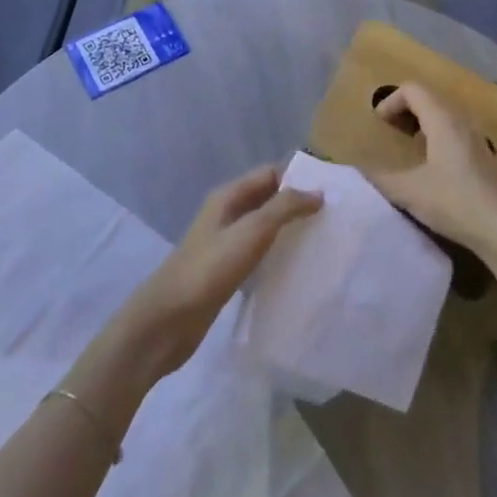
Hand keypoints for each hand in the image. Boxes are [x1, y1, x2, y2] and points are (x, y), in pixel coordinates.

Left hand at [122, 165, 319, 376]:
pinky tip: (294, 268)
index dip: (298, 178)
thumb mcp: (251, 232)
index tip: (329, 193)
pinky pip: (257, 253)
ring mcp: (224, 244)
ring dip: (287, 230)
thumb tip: (317, 192)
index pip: (270, 174)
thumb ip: (284, 208)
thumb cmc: (209, 269)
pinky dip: (276, 254)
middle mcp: (226, 214)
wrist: (166, 322)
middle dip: (296, 204)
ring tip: (319, 241)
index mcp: (228, 196)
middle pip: (267, 198)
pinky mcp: (225, 272)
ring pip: (263, 227)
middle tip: (330, 218)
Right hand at [366, 83, 496, 258]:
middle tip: (389, 130)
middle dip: (405, 109)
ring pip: (444, 115)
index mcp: (443, 120)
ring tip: (408, 145)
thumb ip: (380, 178)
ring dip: (422, 122)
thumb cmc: (454, 202)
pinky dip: (437, 136)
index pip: (413, 89)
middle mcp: (461, 121)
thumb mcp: (409, 192)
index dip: (391, 100)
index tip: (379, 123)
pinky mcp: (484, 157)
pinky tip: (432, 166)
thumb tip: (356, 171)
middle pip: (429, 98)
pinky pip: (455, 132)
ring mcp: (476, 138)